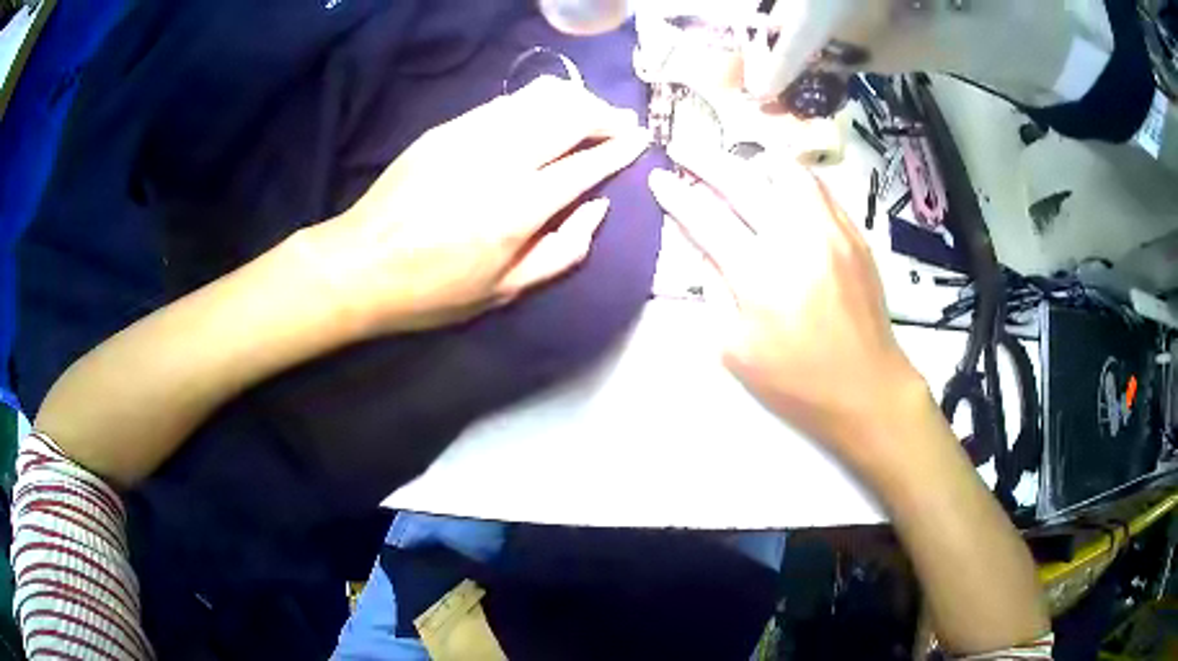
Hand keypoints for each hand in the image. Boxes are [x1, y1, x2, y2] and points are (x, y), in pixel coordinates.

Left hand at [300, 77, 648, 335]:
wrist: (361, 263)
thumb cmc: (434, 290)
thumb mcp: (505, 292)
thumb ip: (563, 251)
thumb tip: (597, 208)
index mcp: (519, 209)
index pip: (586, 163)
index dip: (619, 148)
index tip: (640, 139)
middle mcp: (500, 160)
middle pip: (569, 115)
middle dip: (604, 114)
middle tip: (619, 123)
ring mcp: (470, 136)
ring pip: (539, 97)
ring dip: (574, 99)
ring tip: (589, 112)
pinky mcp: (447, 128)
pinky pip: (506, 101)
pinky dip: (536, 101)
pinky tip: (543, 113)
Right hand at [648, 144, 927, 466]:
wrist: (866, 387)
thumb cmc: (796, 380)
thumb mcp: (735, 349)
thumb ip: (713, 290)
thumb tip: (700, 246)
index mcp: (759, 276)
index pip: (706, 218)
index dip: (676, 195)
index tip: (658, 178)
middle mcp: (795, 240)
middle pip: (742, 180)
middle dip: (704, 158)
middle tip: (682, 147)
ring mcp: (830, 231)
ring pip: (786, 171)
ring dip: (753, 159)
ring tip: (735, 159)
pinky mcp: (854, 233)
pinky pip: (818, 189)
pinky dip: (790, 177)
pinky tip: (779, 183)